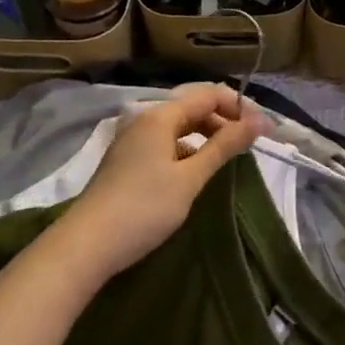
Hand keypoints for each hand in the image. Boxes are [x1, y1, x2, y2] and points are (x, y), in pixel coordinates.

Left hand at [54, 84, 261, 284]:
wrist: (84, 249)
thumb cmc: (143, 208)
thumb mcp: (191, 177)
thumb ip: (225, 146)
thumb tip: (260, 120)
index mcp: (160, 117)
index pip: (208, 95)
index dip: (238, 107)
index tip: (261, 129)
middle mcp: (144, 121)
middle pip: (193, 108)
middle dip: (223, 120)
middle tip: (248, 145)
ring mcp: (131, 142)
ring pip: (178, 127)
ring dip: (205, 136)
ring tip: (225, 158)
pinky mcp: (125, 163)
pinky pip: (165, 144)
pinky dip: (186, 150)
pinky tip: (194, 173)